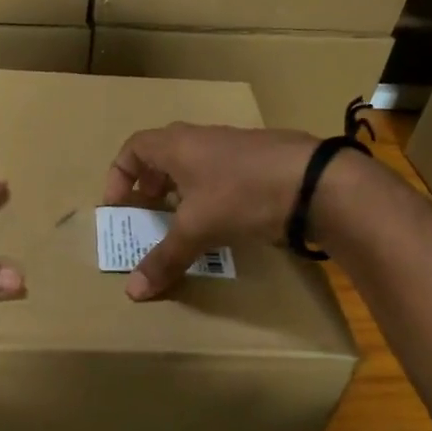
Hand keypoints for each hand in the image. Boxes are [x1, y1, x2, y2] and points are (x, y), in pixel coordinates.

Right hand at [102, 123, 320, 299]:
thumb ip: (164, 259)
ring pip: (194, 162)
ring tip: (182, 219)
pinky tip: (222, 218)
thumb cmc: (241, 195)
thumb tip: (133, 292)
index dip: (119, 176)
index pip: (133, 148)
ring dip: (181, 188)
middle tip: (148, 212)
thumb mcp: (197, 230)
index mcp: (177, 145)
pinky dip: (210, 191)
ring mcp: (233, 145)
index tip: (118, 206)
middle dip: (149, 183)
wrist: (314, 182)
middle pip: (162, 153)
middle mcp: (201, 138)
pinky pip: (220, 170)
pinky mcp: (259, 159)